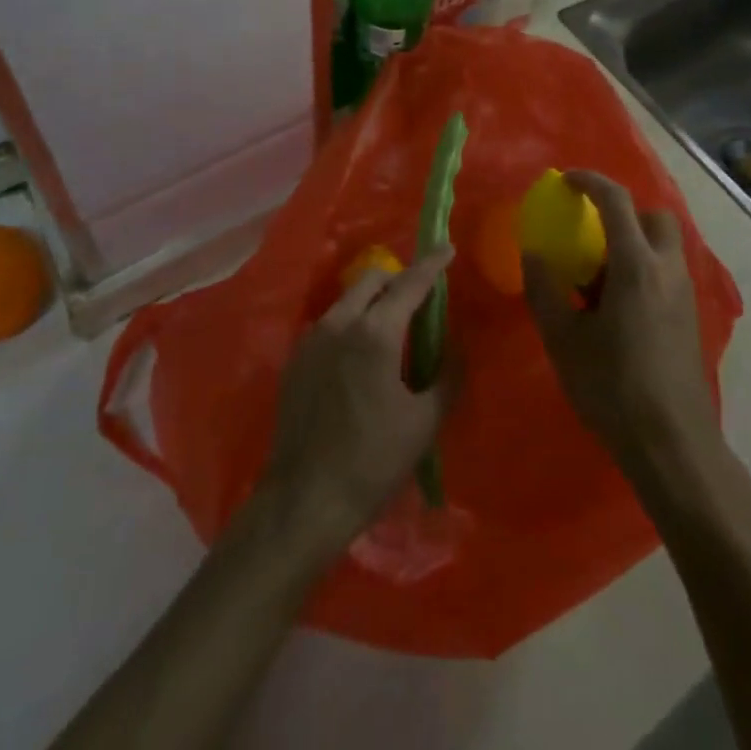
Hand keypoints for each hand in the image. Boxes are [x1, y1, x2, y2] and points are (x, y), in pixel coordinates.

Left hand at [259, 250, 453, 558]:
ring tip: (390, 333)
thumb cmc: (372, 462)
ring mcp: (310, 339)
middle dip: (397, 280)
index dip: (432, 264)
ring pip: (347, 300)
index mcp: (375, 332)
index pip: (409, 284)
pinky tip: (359, 360)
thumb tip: (457, 347)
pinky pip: (329, 325)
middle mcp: (339, 323)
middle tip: (419, 301)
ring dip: (372, 303)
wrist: (303, 502)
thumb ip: (447, 376)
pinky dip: (350, 325)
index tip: (447, 247)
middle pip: (372, 280)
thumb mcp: (423, 422)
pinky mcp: (294, 360)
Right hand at [522, 172, 720, 483]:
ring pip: (664, 245)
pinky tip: (617, 307)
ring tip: (598, 276)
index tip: (567, 181)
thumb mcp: (564, 340)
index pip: (617, 201)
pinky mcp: (690, 318)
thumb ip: (544, 291)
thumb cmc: (613, 388)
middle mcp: (667, 270)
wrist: (672, 444)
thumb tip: (534, 255)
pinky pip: (667, 271)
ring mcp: (684, 294)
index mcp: (636, 266)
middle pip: (654, 217)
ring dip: (634, 242)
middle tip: (592, 233)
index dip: (590, 182)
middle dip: (624, 212)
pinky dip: (644, 268)